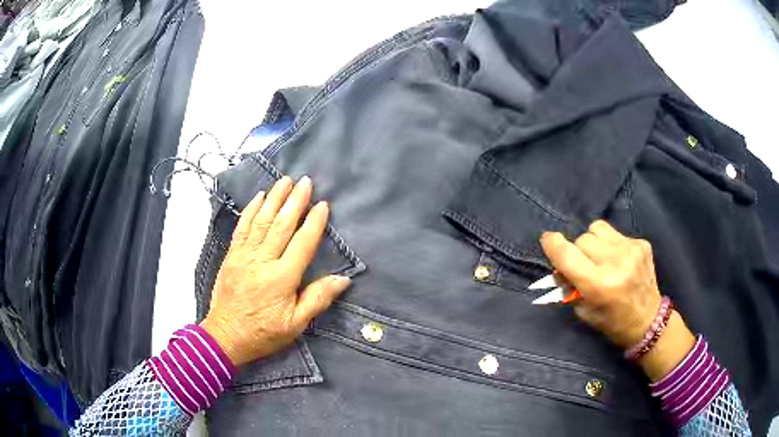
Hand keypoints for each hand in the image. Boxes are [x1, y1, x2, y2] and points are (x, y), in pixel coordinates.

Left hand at [200, 176, 350, 366]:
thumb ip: (318, 299)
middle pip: (281, 225)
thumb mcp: (296, 324)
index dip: (314, 223)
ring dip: (274, 198)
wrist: (226, 335)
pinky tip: (259, 197)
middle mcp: (263, 260)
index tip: (323, 205)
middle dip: (295, 201)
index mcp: (282, 278)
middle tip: (305, 181)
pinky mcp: (232, 255)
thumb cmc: (264, 332)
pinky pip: (242, 227)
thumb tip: (343, 279)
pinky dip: (251, 210)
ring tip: (285, 180)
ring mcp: (244, 255)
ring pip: (262, 221)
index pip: (302, 243)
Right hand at [540, 220, 694, 380]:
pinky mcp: (641, 243)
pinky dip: (611, 244)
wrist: (648, 320)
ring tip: (601, 257)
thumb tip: (559, 264)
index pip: (568, 255)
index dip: (553, 245)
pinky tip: (619, 260)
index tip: (547, 239)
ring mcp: (631, 250)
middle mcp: (615, 263)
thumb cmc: (612, 322)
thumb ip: (570, 285)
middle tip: (584, 265)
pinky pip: (615, 233)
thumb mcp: (584, 311)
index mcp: (599, 285)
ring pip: (598, 228)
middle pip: (582, 238)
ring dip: (594, 241)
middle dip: (578, 250)